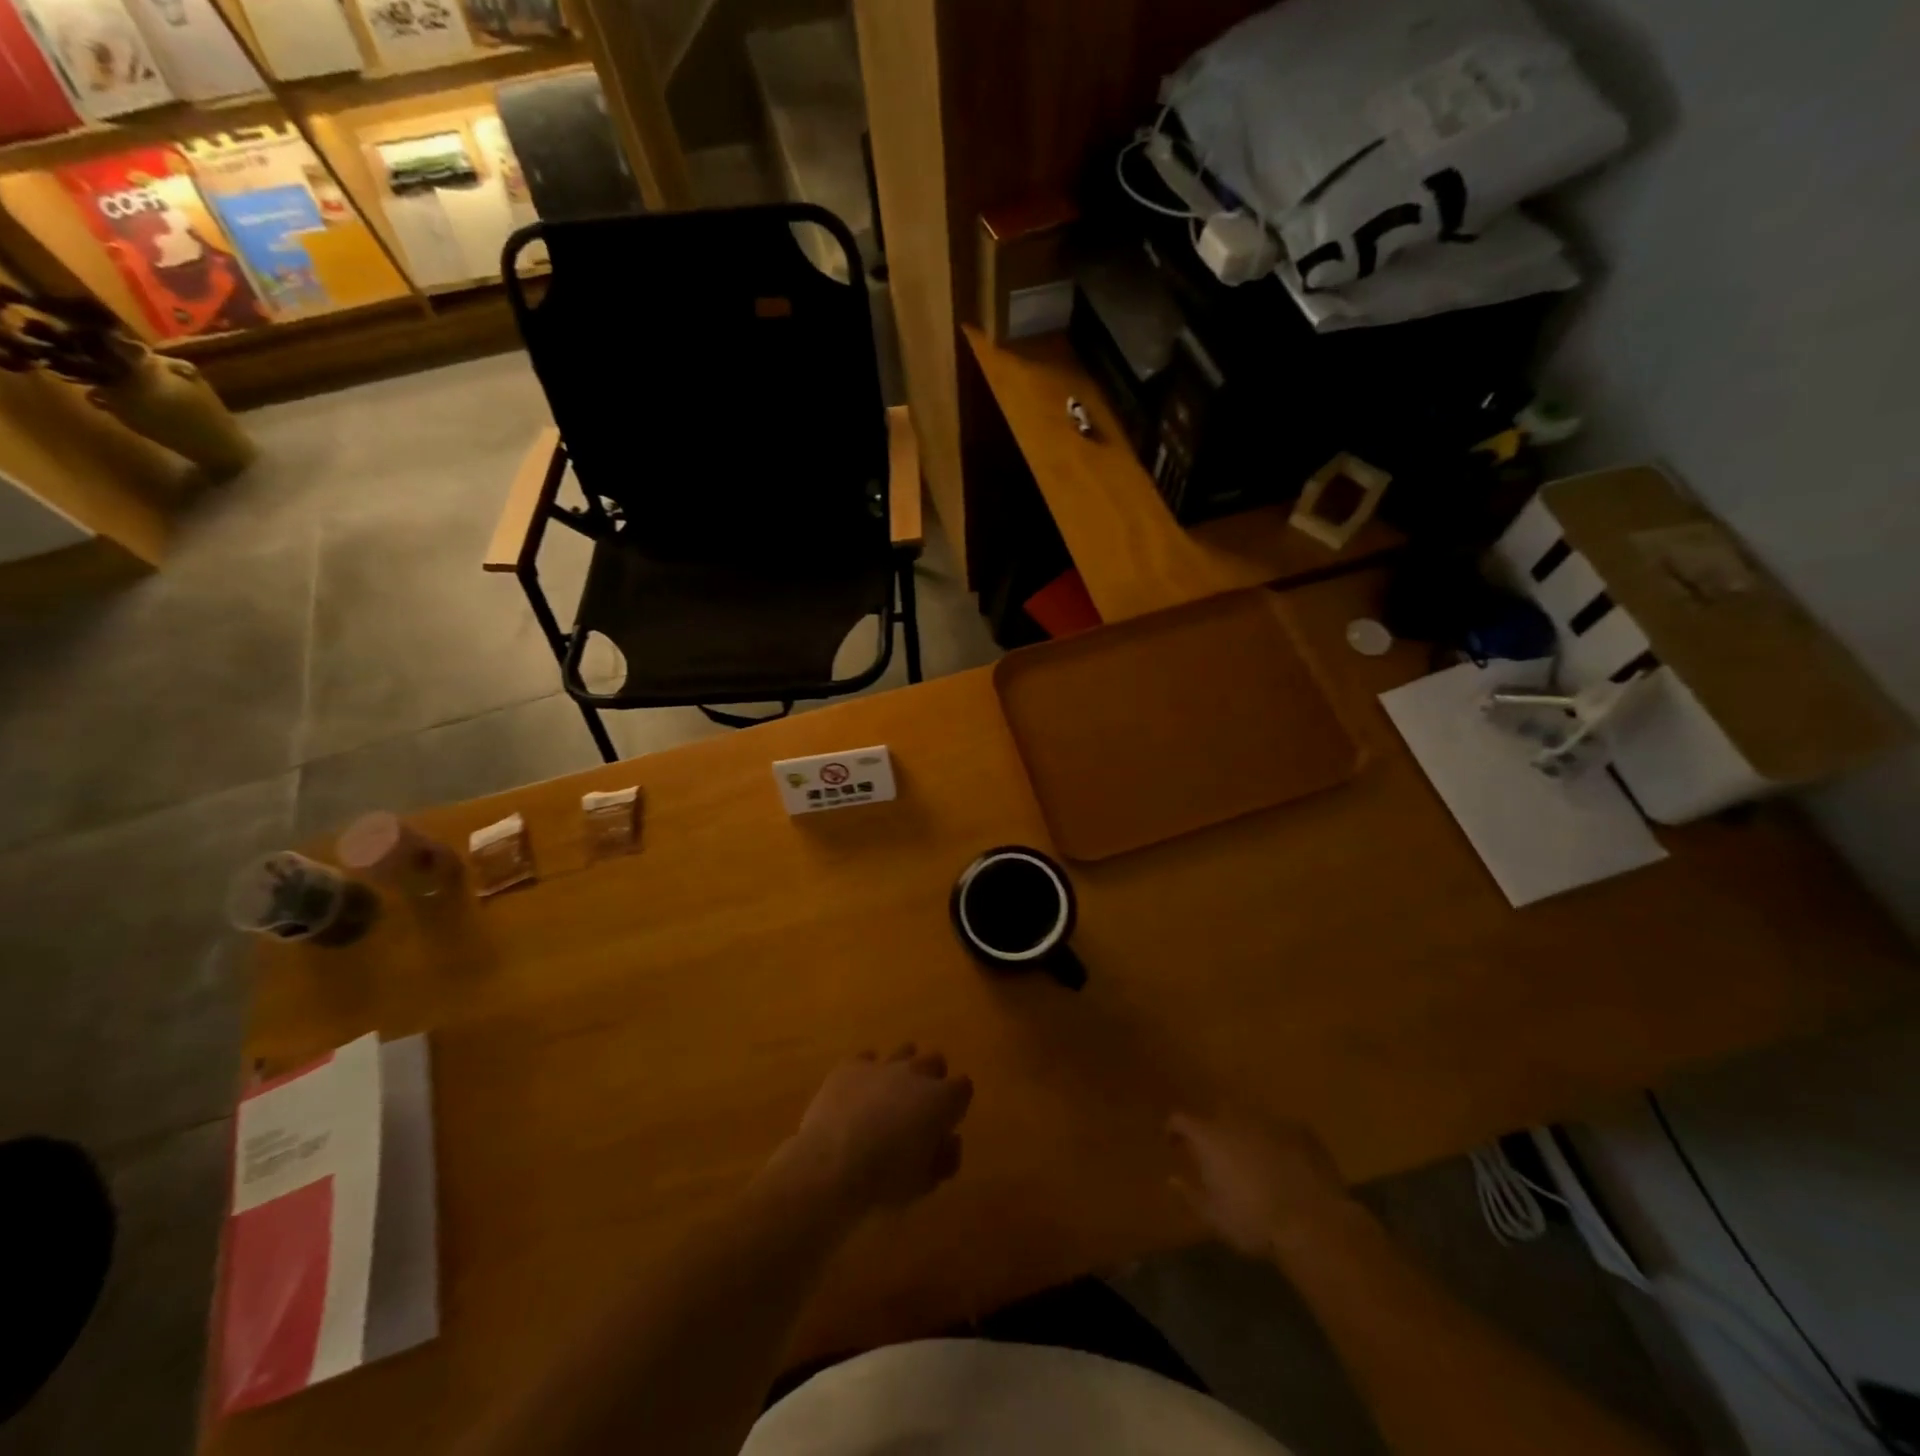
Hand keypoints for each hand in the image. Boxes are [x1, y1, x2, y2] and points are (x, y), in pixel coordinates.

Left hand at [779, 1046, 972, 1216]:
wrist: (832, 1164)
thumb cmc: (886, 1179)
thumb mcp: (925, 1182)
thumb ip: (945, 1157)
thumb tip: (948, 1140)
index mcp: (942, 1099)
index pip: (963, 1087)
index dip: (956, 1105)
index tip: (946, 1123)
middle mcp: (916, 1072)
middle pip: (935, 1061)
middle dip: (932, 1080)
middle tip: (919, 1108)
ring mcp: (882, 1065)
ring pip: (903, 1052)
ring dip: (901, 1071)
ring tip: (888, 1097)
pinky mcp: (851, 1066)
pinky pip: (866, 1059)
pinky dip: (866, 1074)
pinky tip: (857, 1095)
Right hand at [1167, 1111, 1356, 1258]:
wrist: (1313, 1222)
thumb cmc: (1254, 1221)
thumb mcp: (1214, 1216)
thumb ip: (1190, 1194)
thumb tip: (1172, 1179)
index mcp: (1210, 1136)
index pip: (1181, 1119)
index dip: (1174, 1129)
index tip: (1173, 1142)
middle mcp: (1236, 1119)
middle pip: (1217, 1114)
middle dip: (1215, 1130)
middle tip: (1219, 1154)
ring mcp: (1271, 1121)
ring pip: (1251, 1119)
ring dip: (1247, 1134)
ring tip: (1255, 1160)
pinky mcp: (1301, 1130)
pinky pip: (1281, 1130)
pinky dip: (1278, 1142)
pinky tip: (1287, 1166)